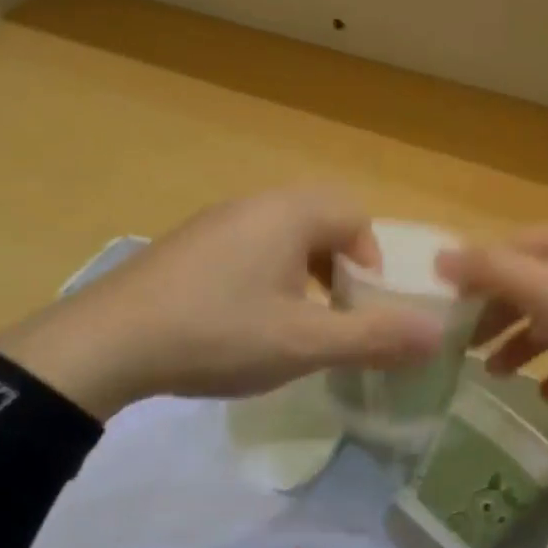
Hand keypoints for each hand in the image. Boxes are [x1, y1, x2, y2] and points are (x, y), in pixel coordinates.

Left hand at [0, 187, 444, 419]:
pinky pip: (246, 248)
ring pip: (281, 236)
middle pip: (320, 221)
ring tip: (292, 323)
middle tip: (333, 314)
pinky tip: (243, 322)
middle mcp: (254, 204)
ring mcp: (215, 222)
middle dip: (338, 268)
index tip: (361, 307)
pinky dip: (264, 277)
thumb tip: (438, 335)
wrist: (109, 341)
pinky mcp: (188, 245)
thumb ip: (373, 337)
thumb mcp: (304, 343)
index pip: (355, 215)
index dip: (371, 261)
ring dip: (301, 274)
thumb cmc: (219, 333)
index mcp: (289, 213)